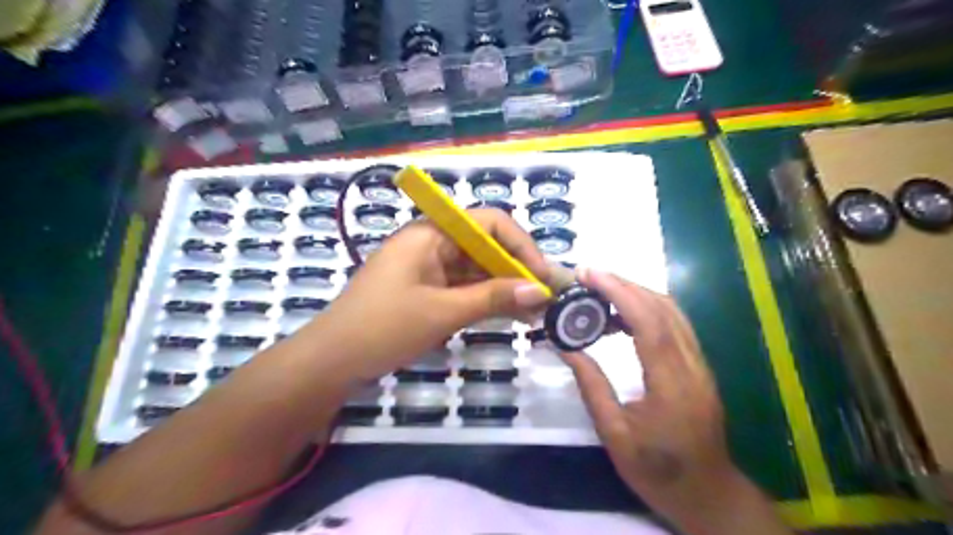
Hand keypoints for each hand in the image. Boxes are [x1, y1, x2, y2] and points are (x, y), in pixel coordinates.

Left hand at [315, 208, 552, 379]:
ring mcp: (429, 266)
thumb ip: (493, 298)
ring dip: (504, 288)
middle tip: (544, 300)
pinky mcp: (427, 287)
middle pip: (486, 246)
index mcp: (432, 233)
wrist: (332, 360)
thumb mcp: (443, 312)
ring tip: (533, 314)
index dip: (522, 246)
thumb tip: (541, 291)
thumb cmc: (383, 328)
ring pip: (478, 268)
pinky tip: (508, 315)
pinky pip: (464, 286)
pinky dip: (486, 299)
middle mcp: (433, 241)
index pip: (490, 223)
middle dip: (517, 271)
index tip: (543, 277)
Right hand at [563, 273, 734, 513]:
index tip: (590, 274)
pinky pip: (675, 324)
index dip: (619, 292)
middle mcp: (691, 366)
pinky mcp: (698, 365)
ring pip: (672, 312)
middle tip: (588, 276)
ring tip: (600, 289)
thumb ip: (591, 387)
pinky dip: (648, 307)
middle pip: (663, 309)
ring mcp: (699, 364)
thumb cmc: (658, 471)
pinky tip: (623, 312)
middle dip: (624, 284)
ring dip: (637, 292)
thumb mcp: (614, 435)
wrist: (707, 494)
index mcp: (671, 385)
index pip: (648, 323)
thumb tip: (566, 347)